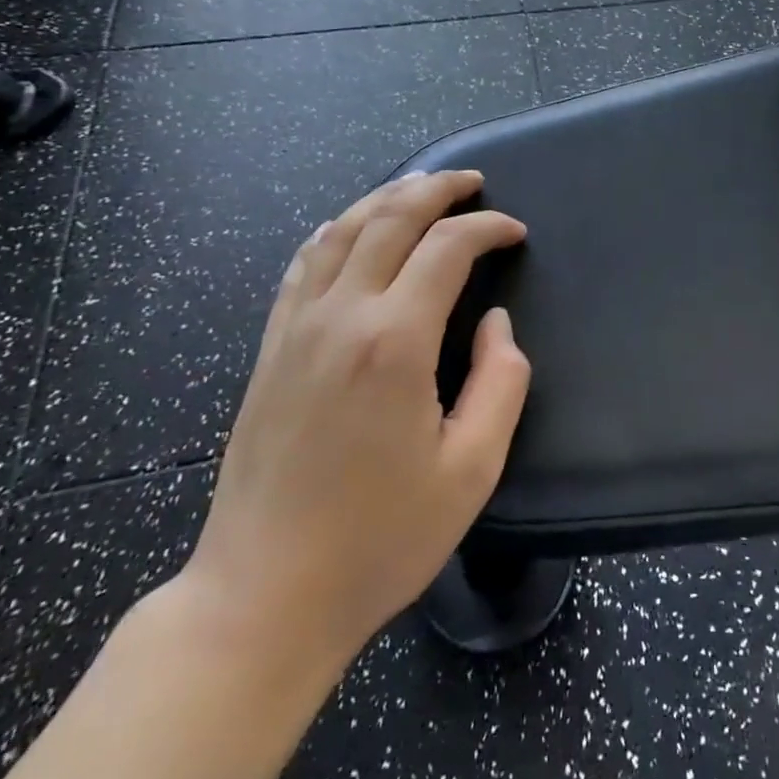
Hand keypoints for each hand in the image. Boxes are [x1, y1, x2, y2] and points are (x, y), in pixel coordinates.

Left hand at [180, 170, 530, 674]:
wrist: (263, 596)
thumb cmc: (379, 540)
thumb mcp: (470, 471)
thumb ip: (500, 384)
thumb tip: (496, 323)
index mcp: (394, 341)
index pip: (447, 248)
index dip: (487, 228)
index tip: (515, 232)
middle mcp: (342, 316)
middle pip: (391, 218)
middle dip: (437, 189)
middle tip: (472, 182)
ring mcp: (297, 327)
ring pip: (343, 229)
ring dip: (386, 197)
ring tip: (419, 186)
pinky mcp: (271, 347)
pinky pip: (303, 264)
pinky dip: (335, 229)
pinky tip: (350, 226)